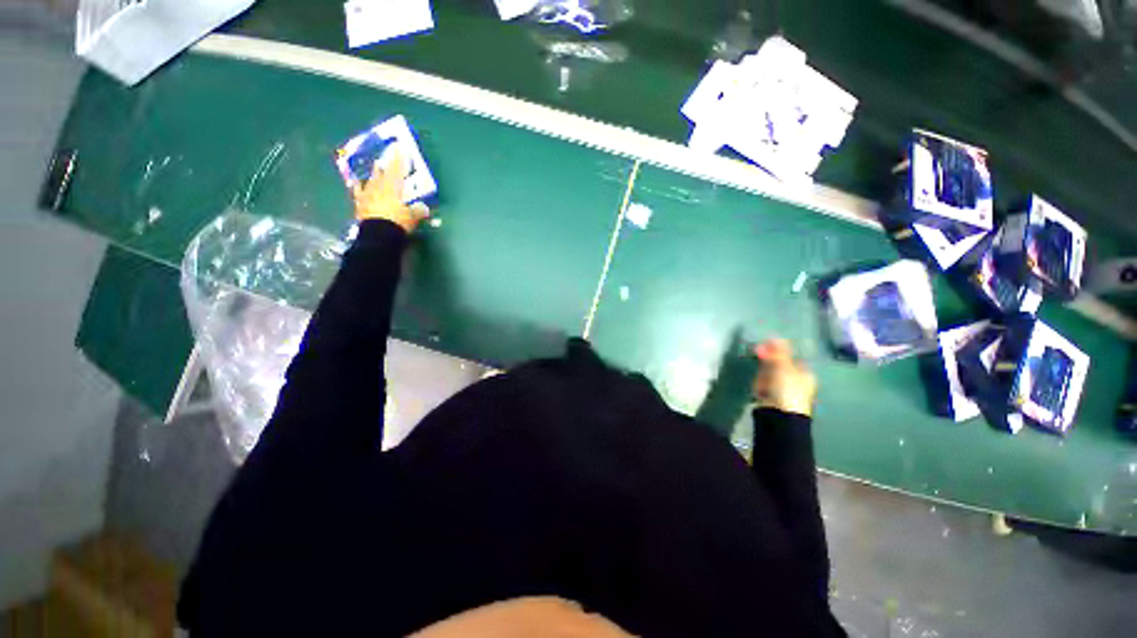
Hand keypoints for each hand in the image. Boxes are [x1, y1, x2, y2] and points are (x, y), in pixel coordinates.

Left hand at [351, 148, 428, 232]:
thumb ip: (418, 210)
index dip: (400, 159)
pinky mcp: (360, 204)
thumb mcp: (413, 217)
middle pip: (384, 173)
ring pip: (371, 180)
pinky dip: (357, 186)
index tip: (401, 147)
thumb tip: (423, 208)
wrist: (378, 235)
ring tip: (376, 165)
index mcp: (393, 188)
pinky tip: (355, 182)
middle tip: (389, 155)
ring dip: (374, 172)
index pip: (398, 170)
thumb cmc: (398, 223)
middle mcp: (379, 187)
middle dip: (387, 164)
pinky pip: (358, 193)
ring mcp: (368, 195)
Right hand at [752, 339, 816, 417]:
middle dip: (768, 357)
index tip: (767, 343)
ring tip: (757, 367)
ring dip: (762, 367)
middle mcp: (795, 380)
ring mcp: (781, 388)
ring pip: (770, 371)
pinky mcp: (769, 394)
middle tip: (757, 350)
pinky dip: (759, 379)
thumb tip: (775, 336)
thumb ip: (779, 352)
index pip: (791, 356)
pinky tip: (758, 381)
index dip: (779, 349)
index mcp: (804, 373)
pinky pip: (763, 382)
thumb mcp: (784, 367)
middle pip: (780, 363)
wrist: (779, 415)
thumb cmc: (787, 389)